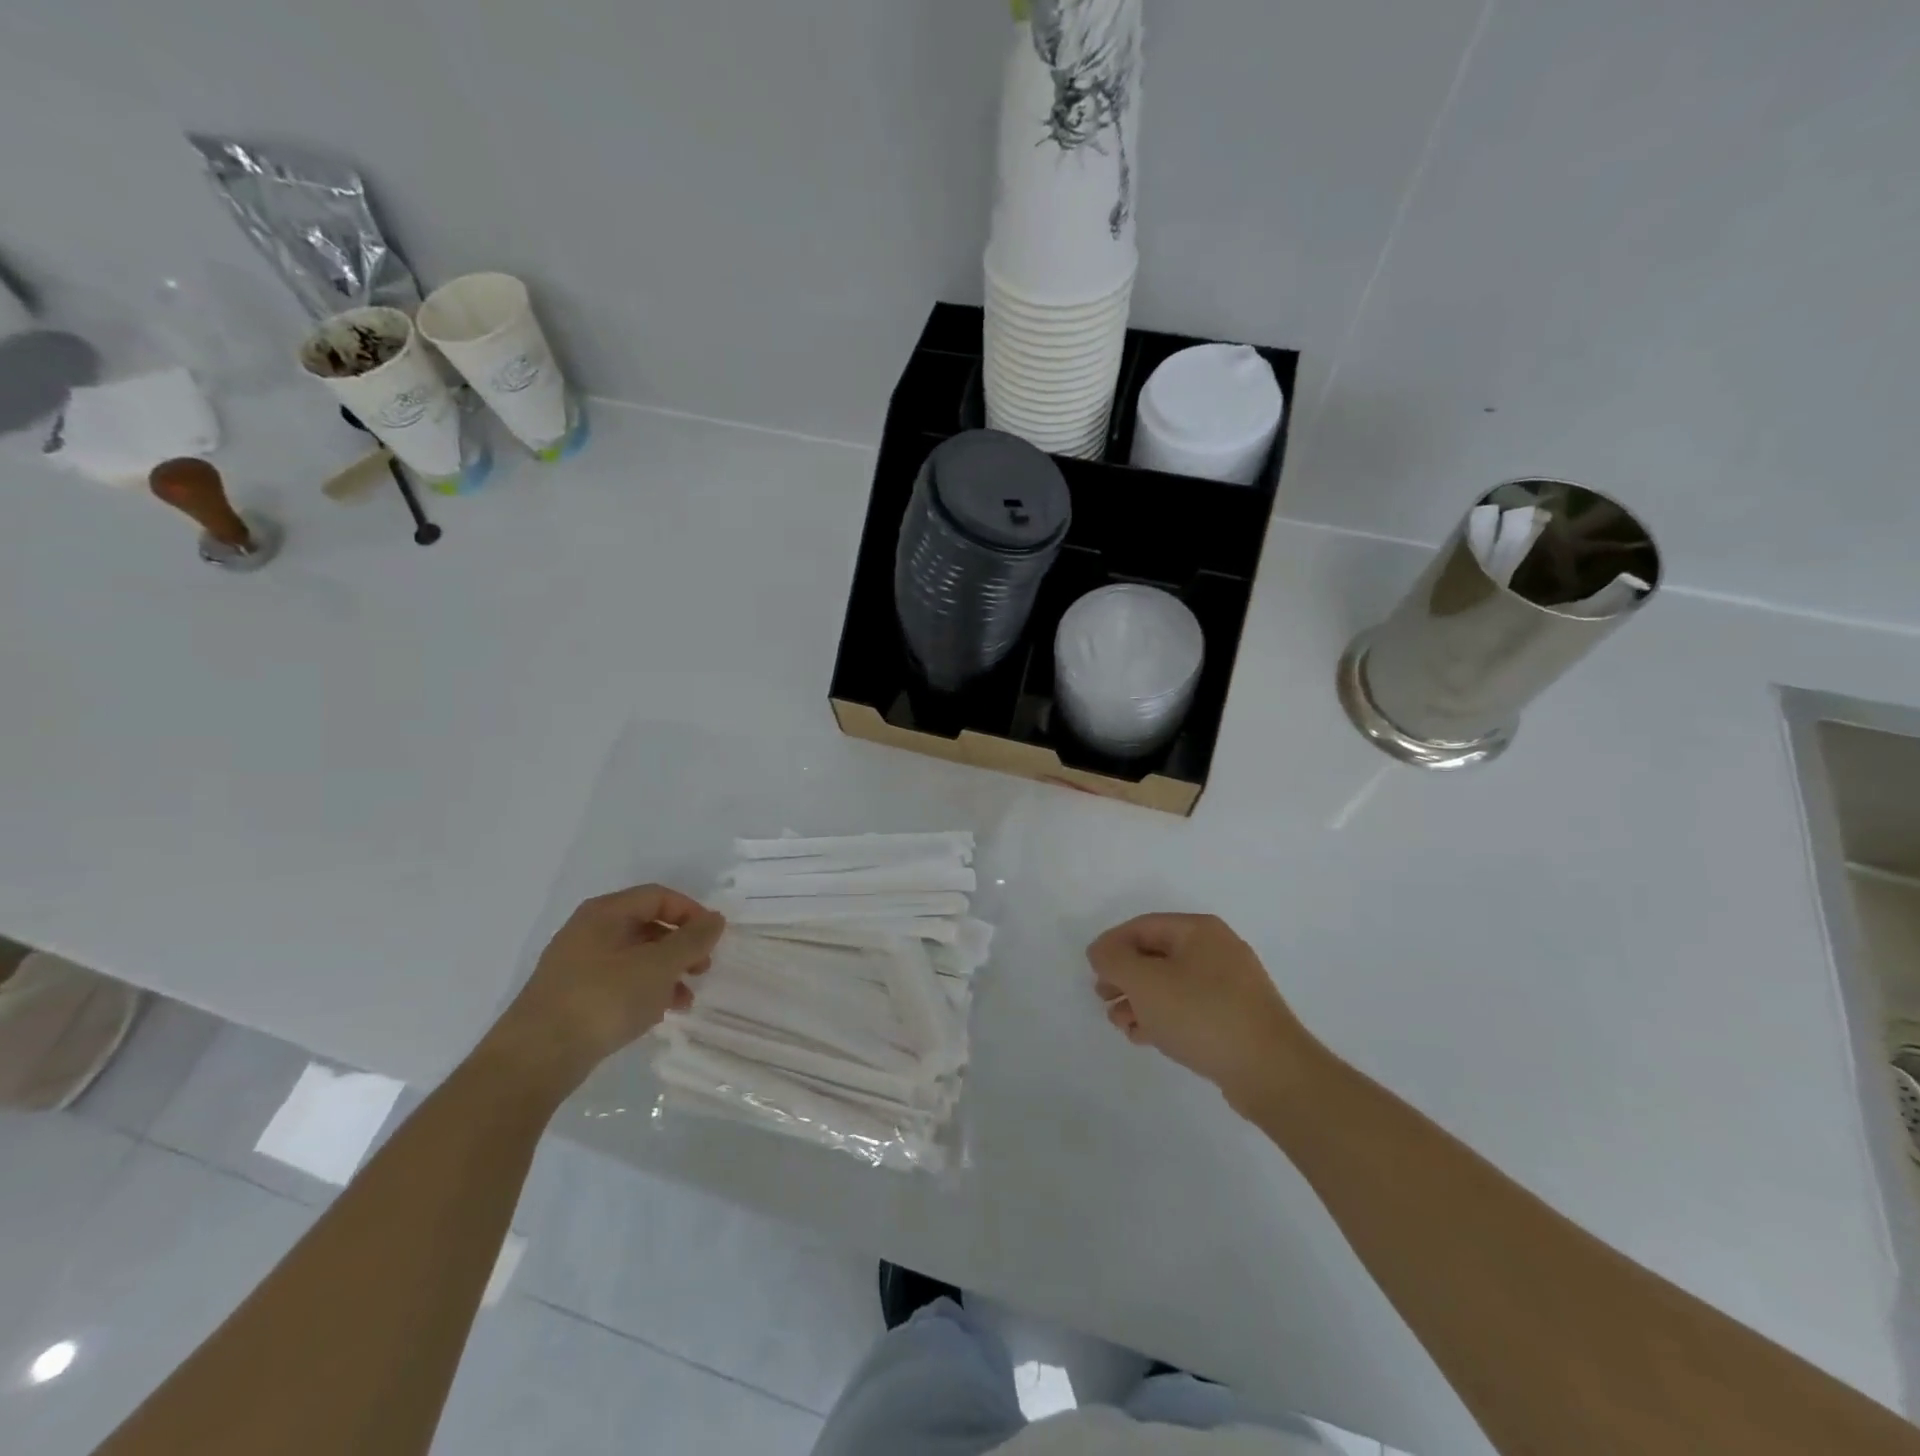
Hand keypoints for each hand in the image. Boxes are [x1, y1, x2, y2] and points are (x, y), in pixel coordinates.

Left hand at [482, 885, 724, 1096]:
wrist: (534, 1059)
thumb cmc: (603, 999)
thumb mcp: (658, 966)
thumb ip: (692, 940)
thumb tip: (715, 919)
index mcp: (605, 913)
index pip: (658, 896)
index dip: (691, 912)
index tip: (712, 939)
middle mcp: (588, 931)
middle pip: (647, 926)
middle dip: (681, 947)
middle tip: (702, 970)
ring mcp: (577, 965)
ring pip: (635, 957)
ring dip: (666, 973)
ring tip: (684, 1000)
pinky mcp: (572, 997)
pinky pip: (619, 982)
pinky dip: (644, 991)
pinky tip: (656, 1015)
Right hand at [1087, 913, 1315, 1111]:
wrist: (1272, 1072)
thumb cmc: (1202, 1015)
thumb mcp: (1146, 982)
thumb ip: (1114, 960)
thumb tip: (1101, 952)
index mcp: (1199, 931)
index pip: (1142, 926)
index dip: (1112, 945)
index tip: (1092, 971)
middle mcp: (1217, 950)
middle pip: (1156, 955)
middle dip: (1125, 976)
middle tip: (1103, 997)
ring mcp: (1230, 986)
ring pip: (1171, 984)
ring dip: (1140, 1000)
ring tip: (1120, 1024)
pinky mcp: (1235, 1018)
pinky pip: (1189, 1008)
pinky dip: (1163, 1017)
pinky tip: (1144, 1036)